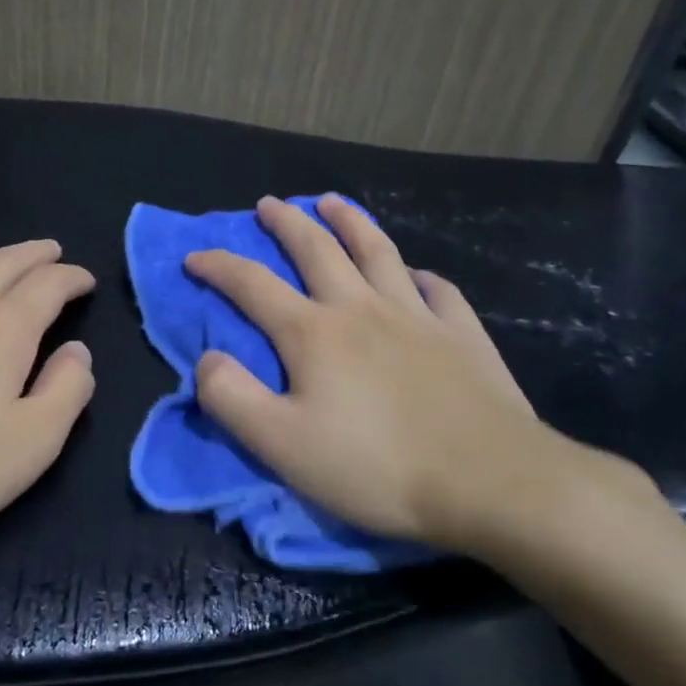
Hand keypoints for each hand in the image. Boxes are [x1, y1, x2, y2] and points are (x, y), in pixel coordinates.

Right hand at [185, 195, 632, 558]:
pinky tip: (415, 274)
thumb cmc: (376, 466)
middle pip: (316, 249)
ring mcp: (417, 316)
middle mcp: (361, 308)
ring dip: (350, 222)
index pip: (252, 285)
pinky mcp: (462, 335)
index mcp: (313, 333)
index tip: (194, 256)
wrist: (491, 482)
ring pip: (377, 252)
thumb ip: (231, 398)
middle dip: (287, 222)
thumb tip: (206, 358)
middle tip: (269, 204)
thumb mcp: (281, 445)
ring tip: (332, 202)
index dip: (218, 266)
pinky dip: (419, 275)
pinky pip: (438, 290)